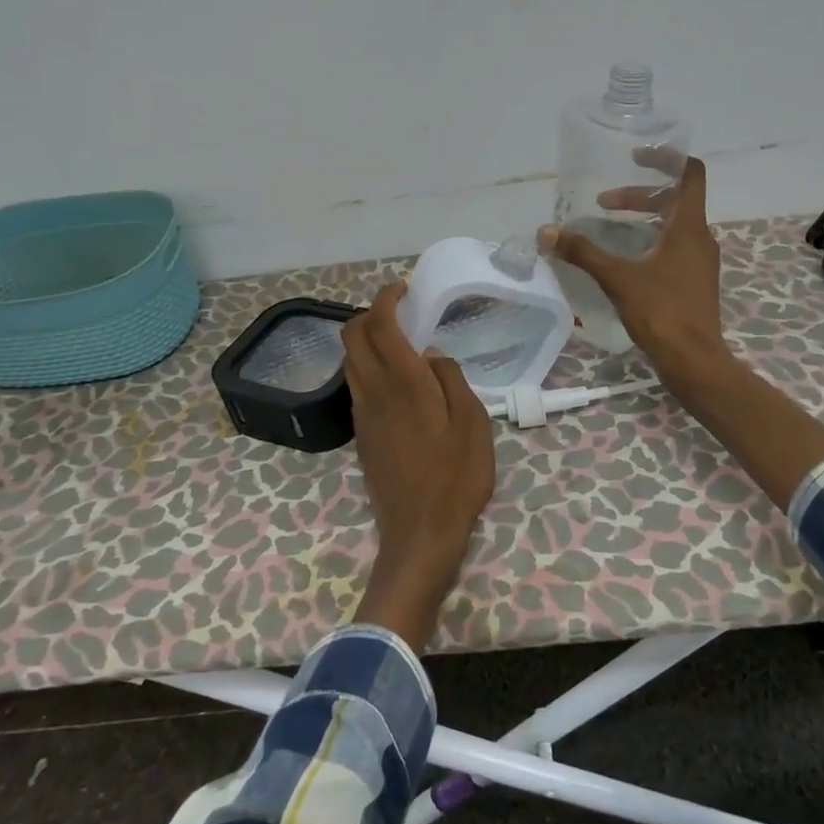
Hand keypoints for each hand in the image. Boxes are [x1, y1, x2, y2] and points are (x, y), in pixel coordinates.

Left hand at [341, 280, 496, 647]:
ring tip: (401, 342)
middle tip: (401, 312)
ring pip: (350, 361)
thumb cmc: (456, 476)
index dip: (385, 298)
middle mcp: (373, 391)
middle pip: (352, 337)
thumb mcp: (472, 422)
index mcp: (403, 382)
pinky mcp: (361, 435)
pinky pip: (356, 385)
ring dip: (366, 340)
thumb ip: (451, 379)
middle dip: (369, 314)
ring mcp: (362, 414)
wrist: (420, 534)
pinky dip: (368, 366)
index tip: (402, 288)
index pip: (379, 324)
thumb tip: (432, 355)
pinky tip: (398, 380)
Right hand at [539, 154, 730, 387]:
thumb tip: (546, 232)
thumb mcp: (617, 278)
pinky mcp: (695, 282)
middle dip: (639, 196)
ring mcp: (701, 262)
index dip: (666, 159)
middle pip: (675, 200)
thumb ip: (583, 252)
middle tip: (604, 202)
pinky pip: (675, 247)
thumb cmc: (661, 312)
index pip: (690, 173)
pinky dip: (651, 241)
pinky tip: (626, 260)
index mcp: (689, 227)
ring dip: (645, 219)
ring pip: (675, 225)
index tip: (636, 157)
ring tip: (611, 227)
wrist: (694, 361)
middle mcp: (701, 238)